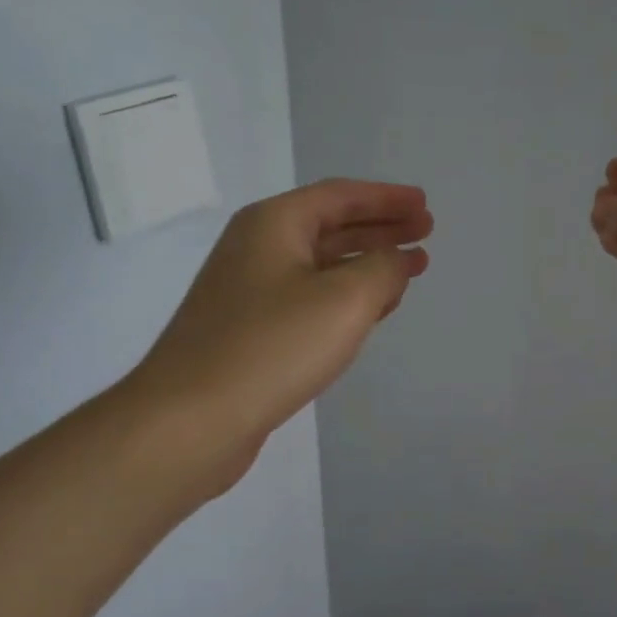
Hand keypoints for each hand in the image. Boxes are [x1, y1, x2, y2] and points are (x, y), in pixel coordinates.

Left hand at [124, 179, 431, 493]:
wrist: (190, 420)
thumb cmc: (273, 346)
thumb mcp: (346, 298)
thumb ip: (384, 269)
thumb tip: (397, 261)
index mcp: (274, 224)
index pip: (341, 196)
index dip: (387, 198)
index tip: (424, 205)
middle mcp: (258, 248)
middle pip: (331, 225)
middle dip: (382, 228)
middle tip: (425, 232)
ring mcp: (250, 291)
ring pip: (323, 263)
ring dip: (368, 262)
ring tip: (410, 269)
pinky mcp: (250, 330)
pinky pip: (311, 297)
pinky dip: (347, 294)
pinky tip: (372, 309)